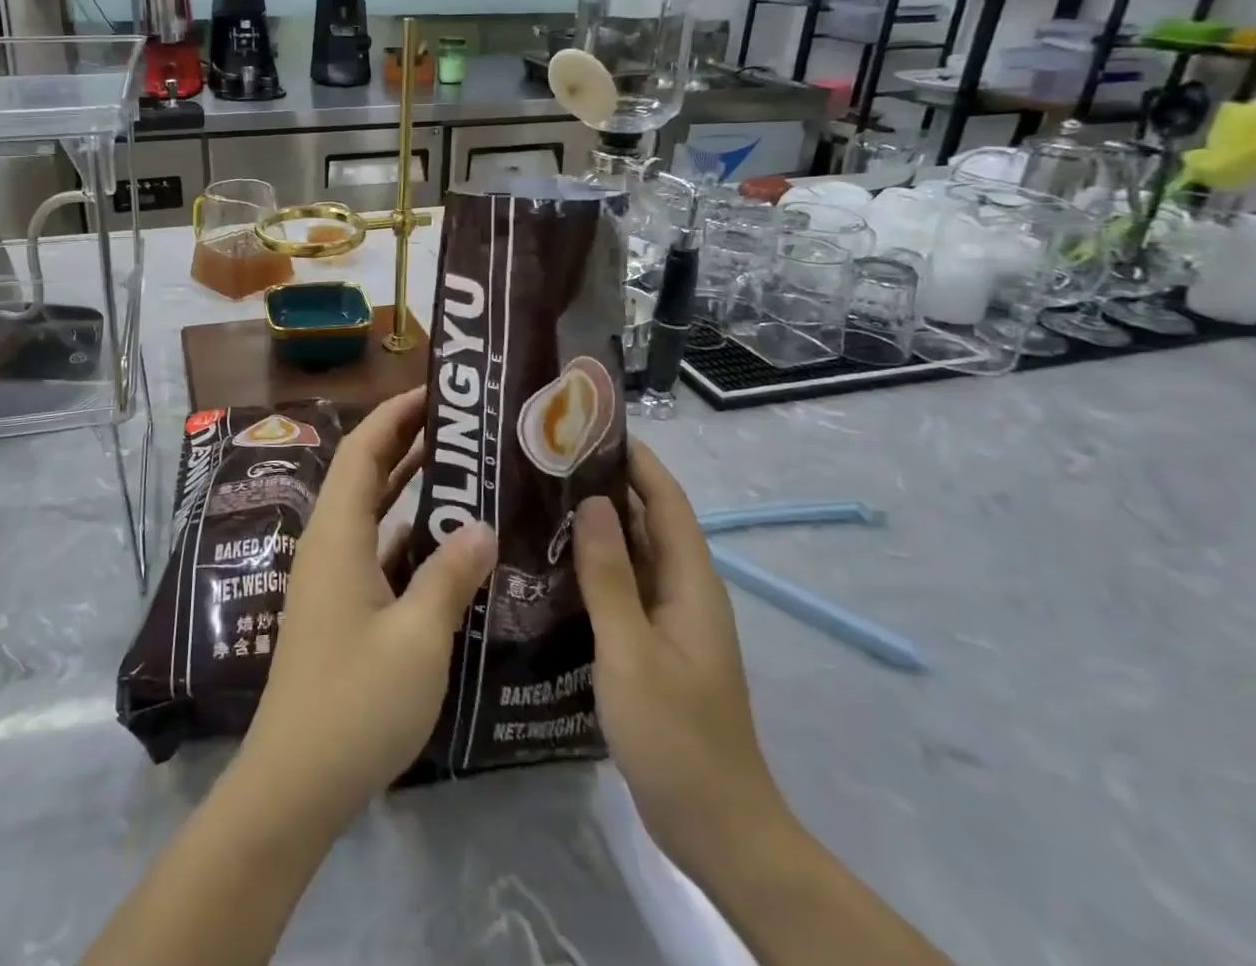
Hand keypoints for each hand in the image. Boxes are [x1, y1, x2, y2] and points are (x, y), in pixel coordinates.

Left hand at [237, 387, 497, 833]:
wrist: (294, 785)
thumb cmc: (354, 702)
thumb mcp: (416, 637)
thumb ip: (449, 575)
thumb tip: (481, 524)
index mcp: (337, 534)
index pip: (363, 450)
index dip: (396, 413)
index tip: (437, 391)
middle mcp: (329, 544)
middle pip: (366, 473)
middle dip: (408, 441)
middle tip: (463, 424)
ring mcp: (333, 578)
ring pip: (374, 513)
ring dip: (411, 488)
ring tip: (466, 471)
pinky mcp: (342, 609)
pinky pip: (379, 552)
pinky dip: (410, 537)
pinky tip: (451, 546)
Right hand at [573, 442, 791, 870]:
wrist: (716, 828)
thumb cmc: (676, 736)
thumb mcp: (631, 652)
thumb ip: (609, 576)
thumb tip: (590, 501)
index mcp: (691, 583)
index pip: (665, 500)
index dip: (634, 459)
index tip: (588, 427)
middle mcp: (684, 591)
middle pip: (647, 520)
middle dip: (605, 484)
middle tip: (546, 461)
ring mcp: (669, 620)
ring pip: (632, 554)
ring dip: (595, 525)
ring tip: (538, 499)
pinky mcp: (653, 645)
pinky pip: (622, 587)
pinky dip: (592, 566)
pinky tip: (550, 564)